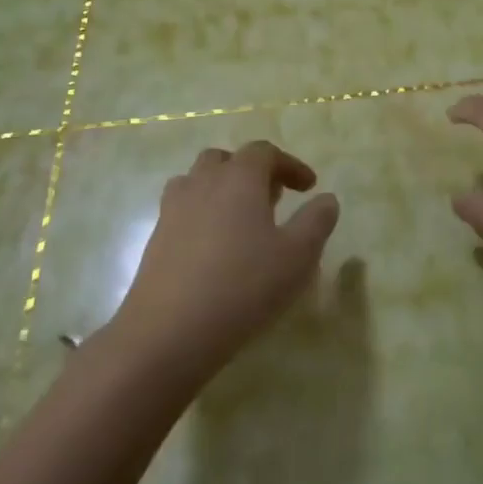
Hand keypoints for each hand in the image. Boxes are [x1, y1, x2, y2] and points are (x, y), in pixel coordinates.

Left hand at [110, 141, 340, 369]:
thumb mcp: (298, 256)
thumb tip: (326, 199)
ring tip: (243, 220)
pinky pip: (183, 211)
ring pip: (198, 182)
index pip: (264, 152)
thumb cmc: (244, 286)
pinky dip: (203, 215)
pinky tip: (216, 249)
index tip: (309, 187)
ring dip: (223, 190)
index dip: (290, 164)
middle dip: (252, 172)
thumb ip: (316, 221)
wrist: (169, 331)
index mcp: (239, 179)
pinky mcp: (156, 239)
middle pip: (225, 160)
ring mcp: (173, 210)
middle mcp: (202, 184)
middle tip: (274, 199)